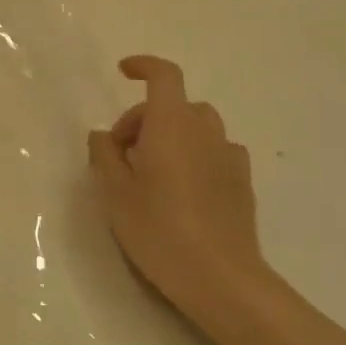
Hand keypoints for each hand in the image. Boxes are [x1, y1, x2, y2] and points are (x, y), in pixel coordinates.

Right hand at [88, 56, 270, 334]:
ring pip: (197, 127)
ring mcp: (229, 156)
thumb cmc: (159, 229)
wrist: (221, 278)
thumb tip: (103, 136)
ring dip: (172, 136)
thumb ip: (104, 156)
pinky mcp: (242, 182)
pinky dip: (195, 155)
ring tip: (152, 173)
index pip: (163, 75)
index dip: (143, 66)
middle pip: (175, 105)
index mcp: (171, 124)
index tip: (123, 72)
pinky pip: (215, 152)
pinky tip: (183, 190)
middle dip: (144, 119)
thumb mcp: (115, 193)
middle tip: (121, 156)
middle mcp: (205, 131)